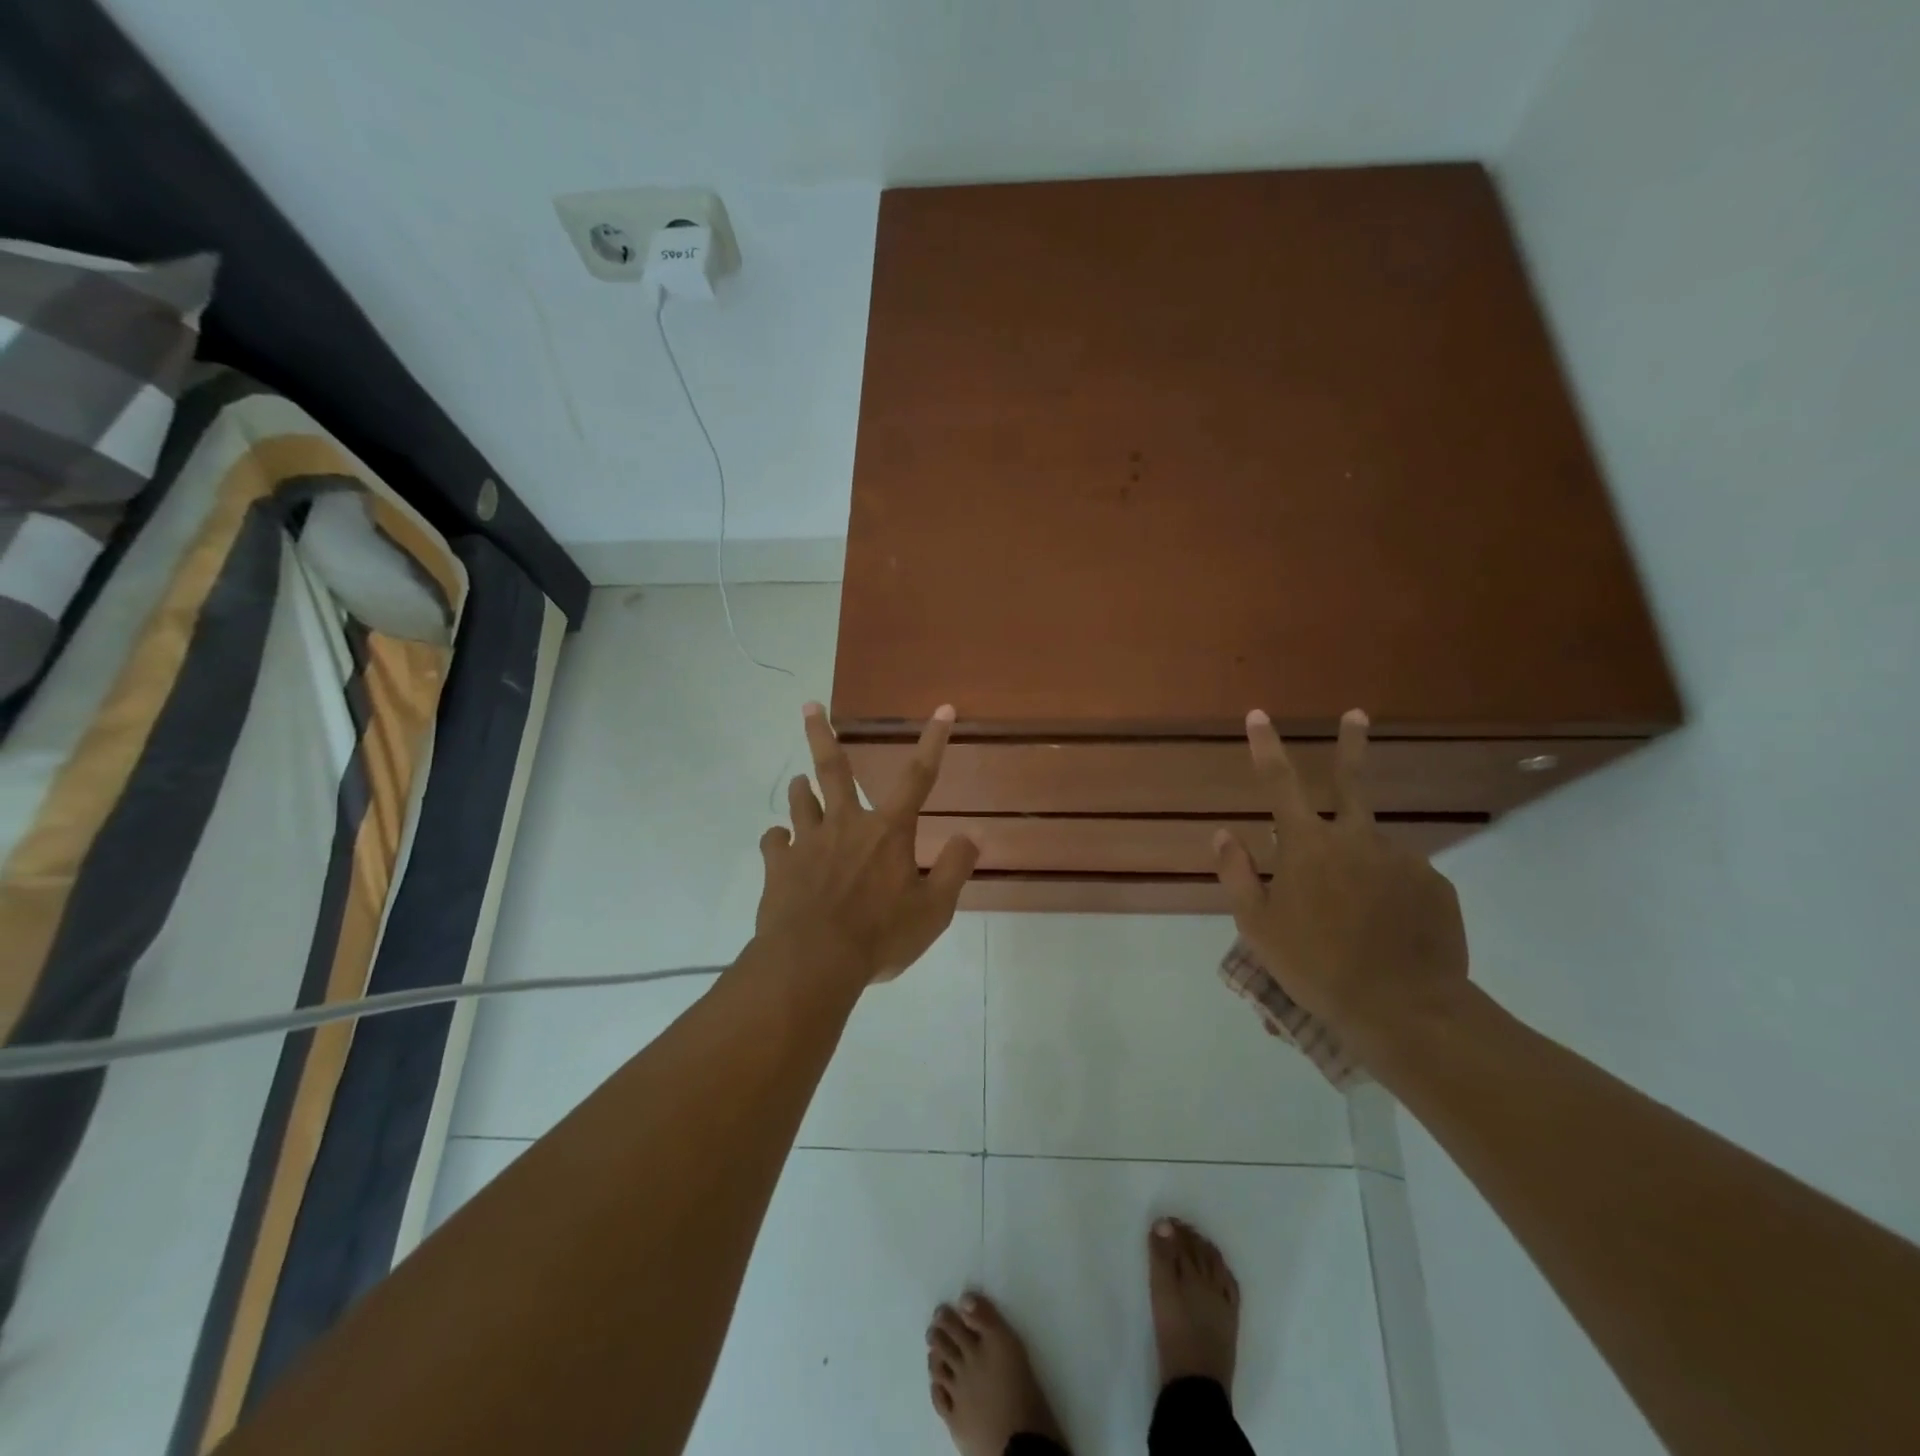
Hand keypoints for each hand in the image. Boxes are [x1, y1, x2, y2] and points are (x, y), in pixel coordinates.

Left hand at [754, 702, 978, 986]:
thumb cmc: (880, 935)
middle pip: (834, 769)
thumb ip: (954, 868)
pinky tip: (780, 845)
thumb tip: (972, 834)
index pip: (919, 776)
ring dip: (801, 789)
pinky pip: (774, 842)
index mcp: (888, 831)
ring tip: (800, 783)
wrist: (813, 962)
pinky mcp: (779, 865)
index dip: (934, 741)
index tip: (943, 709)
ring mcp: (808, 843)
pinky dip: (778, 839)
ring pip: (800, 802)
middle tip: (808, 705)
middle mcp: (846, 824)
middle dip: (822, 734)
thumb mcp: (933, 910)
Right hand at [1213, 709, 1470, 1056]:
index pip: (1280, 783)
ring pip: (1371, 847)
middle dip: (1351, 743)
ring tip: (1355, 917)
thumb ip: (1237, 873)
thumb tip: (1224, 833)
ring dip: (1359, 864)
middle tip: (1357, 714)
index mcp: (1308, 846)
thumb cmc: (1315, 966)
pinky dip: (1387, 891)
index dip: (1267, 746)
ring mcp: (1402, 859)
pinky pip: (1401, 877)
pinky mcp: (1435, 885)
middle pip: (1352, 781)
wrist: (1405, 1010)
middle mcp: (1357, 839)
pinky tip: (1386, 928)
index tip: (1259, 715)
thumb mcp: (1257, 926)